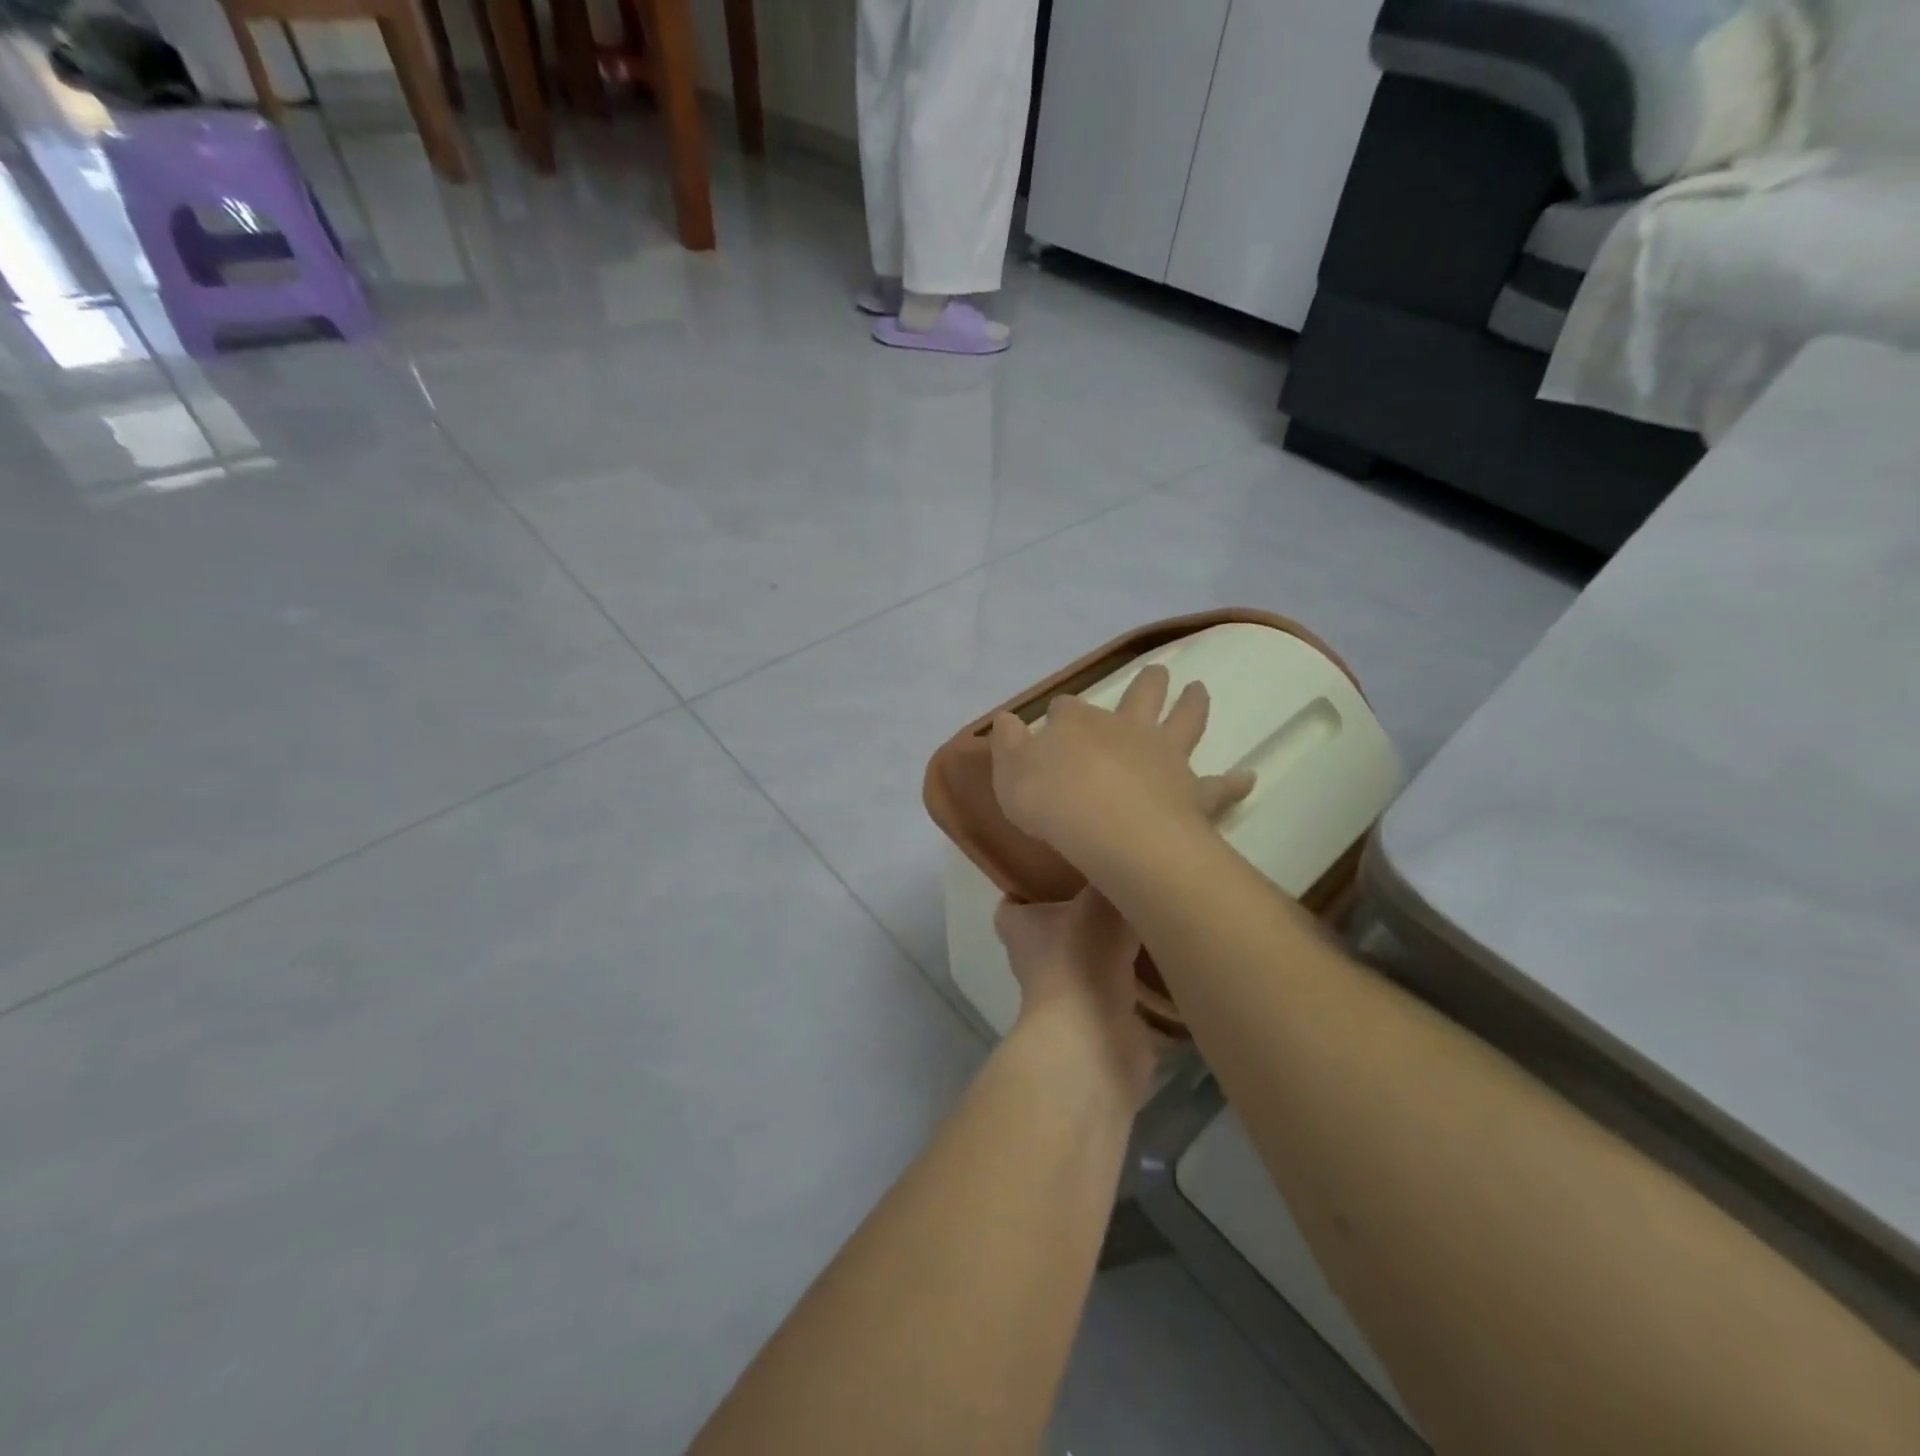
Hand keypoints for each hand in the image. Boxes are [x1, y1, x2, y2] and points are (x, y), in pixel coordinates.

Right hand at [989, 665, 1253, 876]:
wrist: (1110, 828)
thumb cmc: (1052, 801)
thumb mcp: (1010, 773)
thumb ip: (1007, 745)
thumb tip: (1005, 719)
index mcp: (1077, 723)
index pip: (1066, 709)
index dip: (1060, 714)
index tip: (1054, 721)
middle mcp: (1124, 729)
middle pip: (1140, 695)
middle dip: (1147, 683)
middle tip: (1158, 672)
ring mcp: (1163, 755)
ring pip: (1184, 721)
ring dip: (1192, 703)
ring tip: (1199, 688)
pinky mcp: (1192, 791)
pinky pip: (1218, 786)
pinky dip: (1233, 781)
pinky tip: (1248, 777)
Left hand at [996, 889, 1160, 1106]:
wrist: (1094, 1038)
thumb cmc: (1082, 957)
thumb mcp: (1100, 899)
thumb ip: (1110, 878)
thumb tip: (1124, 857)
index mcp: (1020, 929)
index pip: (1011, 905)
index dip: (1026, 888)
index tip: (1055, 870)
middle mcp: (1034, 962)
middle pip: (1050, 933)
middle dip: (1075, 917)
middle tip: (1109, 890)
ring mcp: (1063, 996)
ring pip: (1083, 964)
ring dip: (1106, 951)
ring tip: (1141, 922)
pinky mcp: (1095, 1022)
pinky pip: (1114, 994)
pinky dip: (1132, 983)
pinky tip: (1160, 962)